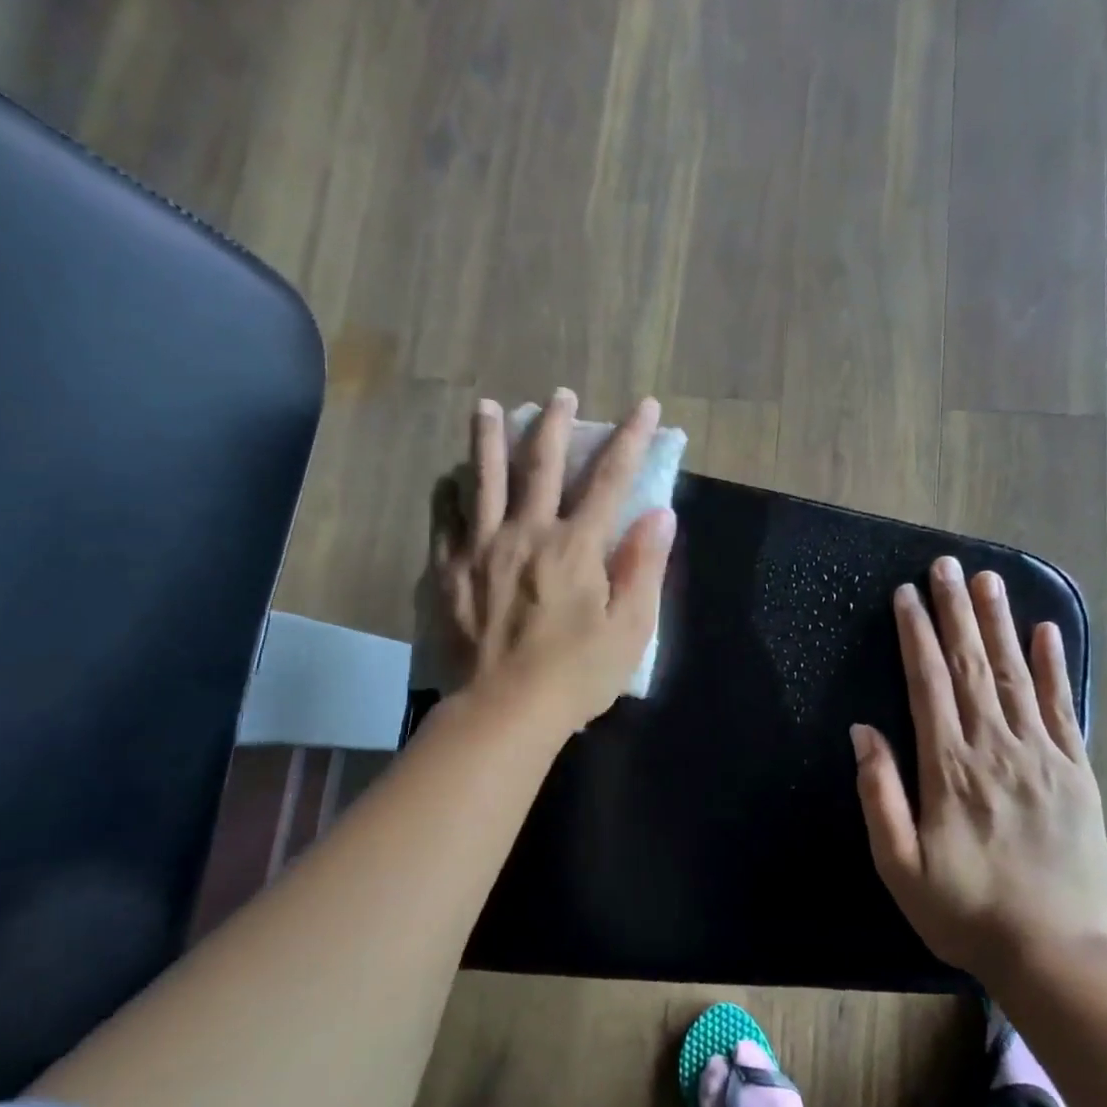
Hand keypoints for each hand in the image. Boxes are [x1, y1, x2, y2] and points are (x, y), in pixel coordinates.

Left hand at [431, 388, 674, 733]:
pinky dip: (449, 491)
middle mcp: (526, 533)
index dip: (631, 438)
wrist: (502, 711)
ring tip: (486, 407)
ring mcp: (480, 548)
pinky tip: (450, 477)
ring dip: (488, 439)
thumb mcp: (630, 628)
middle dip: (554, 424)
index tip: (646, 405)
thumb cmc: (576, 675)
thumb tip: (661, 514)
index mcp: (576, 546)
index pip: (610, 479)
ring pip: (483, 480)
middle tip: (559, 394)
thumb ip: (644, 566)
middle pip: (540, 465)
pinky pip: (445, 518)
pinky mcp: (448, 570)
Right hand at [852, 557, 1106, 982]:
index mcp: (949, 767)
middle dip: (956, 611)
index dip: (916, 634)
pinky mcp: (1077, 771)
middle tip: (947, 566)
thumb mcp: (899, 865)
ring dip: (999, 624)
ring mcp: (1042, 756)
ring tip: (988, 581)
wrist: (1054, 954)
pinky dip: (1055, 666)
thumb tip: (863, 731)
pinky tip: (1046, 632)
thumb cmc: (964, 910)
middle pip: (972, 665)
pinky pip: (1064, 708)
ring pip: (1016, 675)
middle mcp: (995, 748)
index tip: (907, 594)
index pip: (928, 682)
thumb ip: (879, 794)